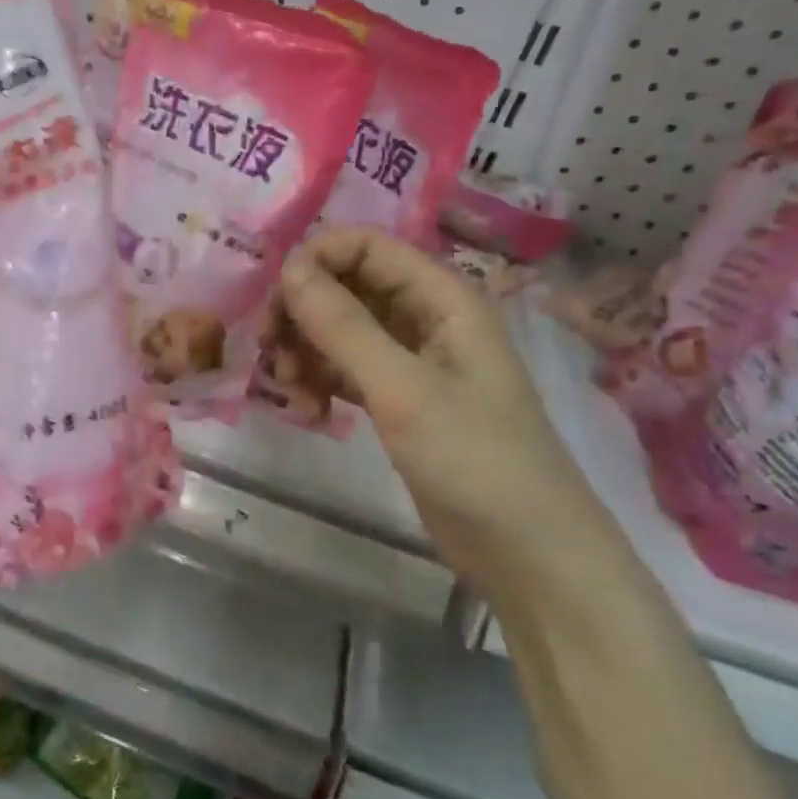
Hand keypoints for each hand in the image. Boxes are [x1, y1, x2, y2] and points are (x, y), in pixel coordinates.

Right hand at [274, 226, 604, 584]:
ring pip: (339, 330)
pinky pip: (345, 369)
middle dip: (302, 312)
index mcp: (441, 297)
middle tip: (271, 350)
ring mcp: (411, 360)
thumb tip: (289, 268)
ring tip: (291, 392)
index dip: (316, 260)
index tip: (276, 301)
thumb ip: (342, 326)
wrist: (527, 553)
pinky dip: (320, 381)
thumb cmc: (475, 460)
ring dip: (305, 351)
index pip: (366, 245)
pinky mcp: (398, 398)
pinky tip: (309, 411)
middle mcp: (425, 318)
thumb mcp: (402, 389)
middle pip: (346, 285)